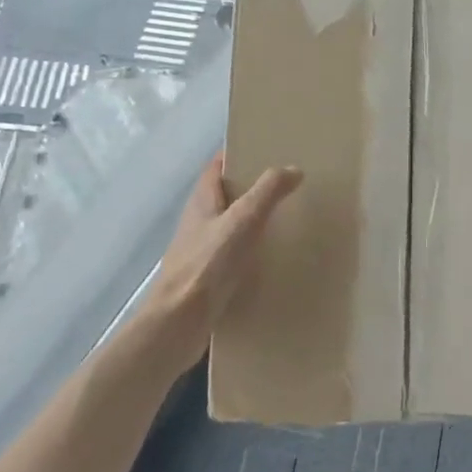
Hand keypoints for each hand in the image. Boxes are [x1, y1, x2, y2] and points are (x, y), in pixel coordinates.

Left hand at [129, 154, 302, 377]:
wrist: (179, 323)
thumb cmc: (208, 265)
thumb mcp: (243, 220)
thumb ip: (268, 192)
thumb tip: (292, 168)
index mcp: (201, 201)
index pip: (217, 166)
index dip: (237, 154)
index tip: (265, 149)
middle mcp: (197, 222)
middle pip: (224, 196)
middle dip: (251, 188)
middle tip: (285, 184)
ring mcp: (199, 251)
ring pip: (228, 226)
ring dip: (252, 221)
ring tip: (286, 219)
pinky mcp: (206, 278)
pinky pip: (232, 255)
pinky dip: (250, 251)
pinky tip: (272, 260)